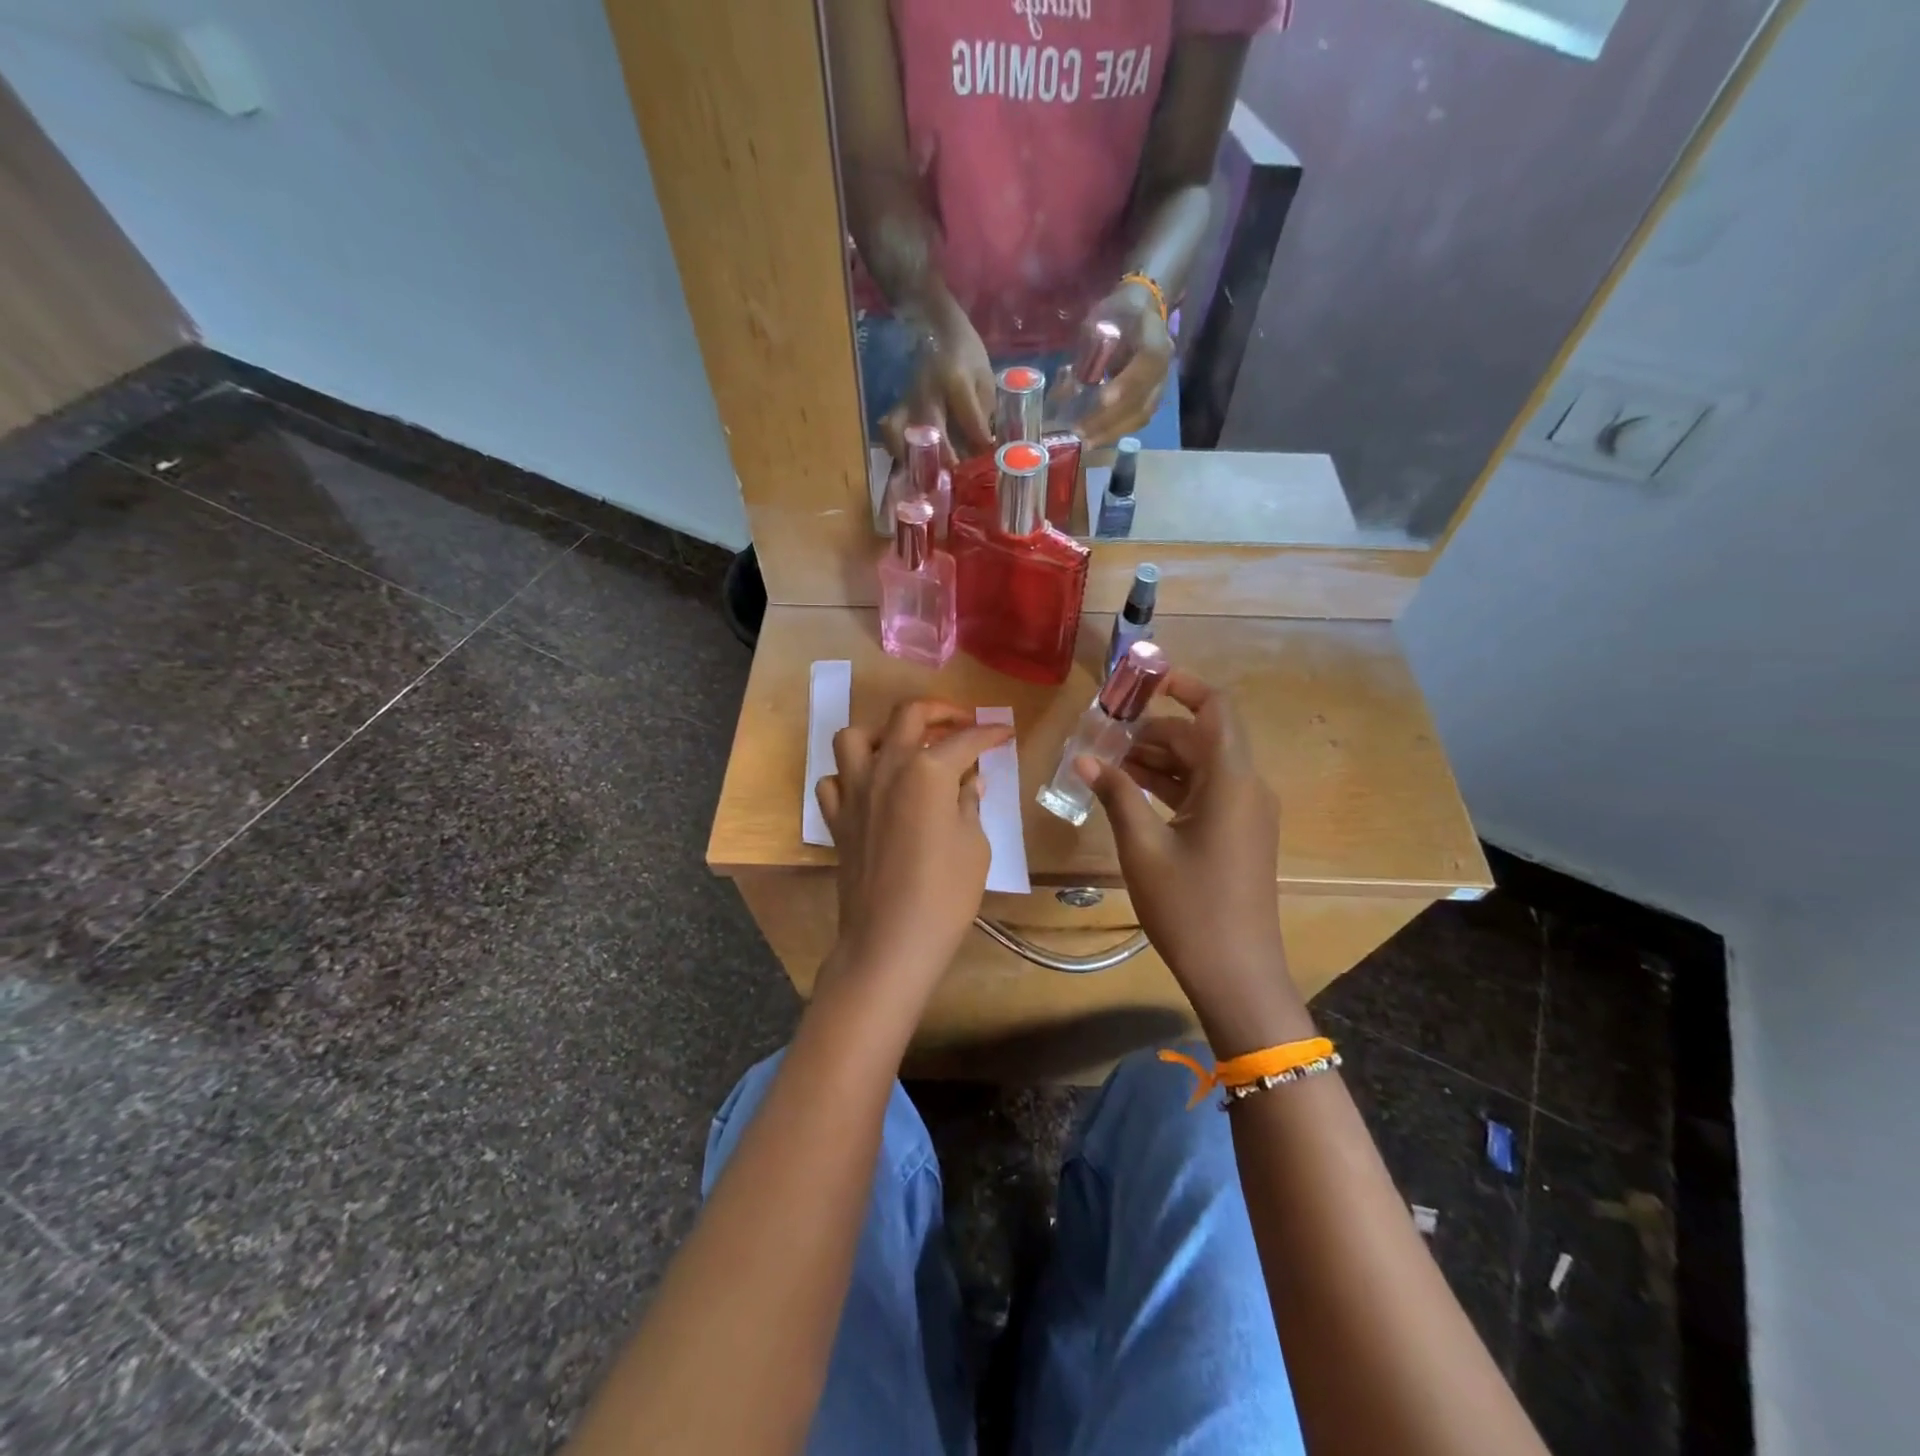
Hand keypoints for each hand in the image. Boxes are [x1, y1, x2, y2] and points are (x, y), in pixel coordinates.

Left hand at [815, 701, 1012, 1013]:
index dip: (989, 733)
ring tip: (905, 748)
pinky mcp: (837, 818)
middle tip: (961, 723)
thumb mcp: (974, 846)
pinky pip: (834, 780)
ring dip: (883, 733)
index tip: (1004, 732)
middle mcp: (886, 768)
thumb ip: (969, 804)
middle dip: (940, 711)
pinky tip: (871, 788)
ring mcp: (855, 791)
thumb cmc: (945, 894)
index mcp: (927, 771)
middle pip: (908, 716)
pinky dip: (851, 775)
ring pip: (856, 737)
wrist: (890, 941)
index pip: (965, 740)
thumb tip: (970, 783)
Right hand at [881, 299, 995, 462]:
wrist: (935, 325)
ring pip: (901, 435)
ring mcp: (908, 400)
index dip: (981, 445)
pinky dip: (897, 450)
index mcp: (955, 382)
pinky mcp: (897, 406)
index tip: (988, 455)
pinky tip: (909, 463)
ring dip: (913, 458)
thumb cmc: (966, 355)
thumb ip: (984, 414)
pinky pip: (890, 431)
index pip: (971, 423)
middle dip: (944, 458)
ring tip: (926, 475)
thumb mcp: (984, 379)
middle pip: (932, 433)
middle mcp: (927, 392)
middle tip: (955, 474)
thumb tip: (983, 450)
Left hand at [1073, 282, 1173, 447]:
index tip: (1103, 399)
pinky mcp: (1153, 398)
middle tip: (1081, 432)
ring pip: (1140, 415)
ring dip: (1112, 431)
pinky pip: (1137, 419)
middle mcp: (1163, 365)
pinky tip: (1095, 438)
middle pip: (1142, 399)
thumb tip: (1066, 388)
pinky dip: (1116, 431)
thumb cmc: (1119, 312)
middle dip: (1110, 419)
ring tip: (1086, 442)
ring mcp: (1160, 385)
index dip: (1127, 382)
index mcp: (1155, 337)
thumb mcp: (1101, 318)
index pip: (1148, 362)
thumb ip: (1087, 351)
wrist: (1144, 310)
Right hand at [1080, 671, 1311, 1051]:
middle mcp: (1246, 788)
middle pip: (1201, 738)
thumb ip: (1116, 795)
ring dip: (1158, 759)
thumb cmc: (1190, 908)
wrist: (1237, 974)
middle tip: (1103, 735)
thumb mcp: (1143, 848)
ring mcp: (1245, 813)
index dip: (1183, 686)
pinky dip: (1170, 785)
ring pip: (1201, 766)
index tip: (1141, 680)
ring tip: (1107, 762)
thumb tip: (1085, 759)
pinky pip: (1204, 793)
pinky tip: (1130, 792)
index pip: (1217, 709)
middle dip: (1153, 730)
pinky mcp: (1238, 835)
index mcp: (1232, 782)